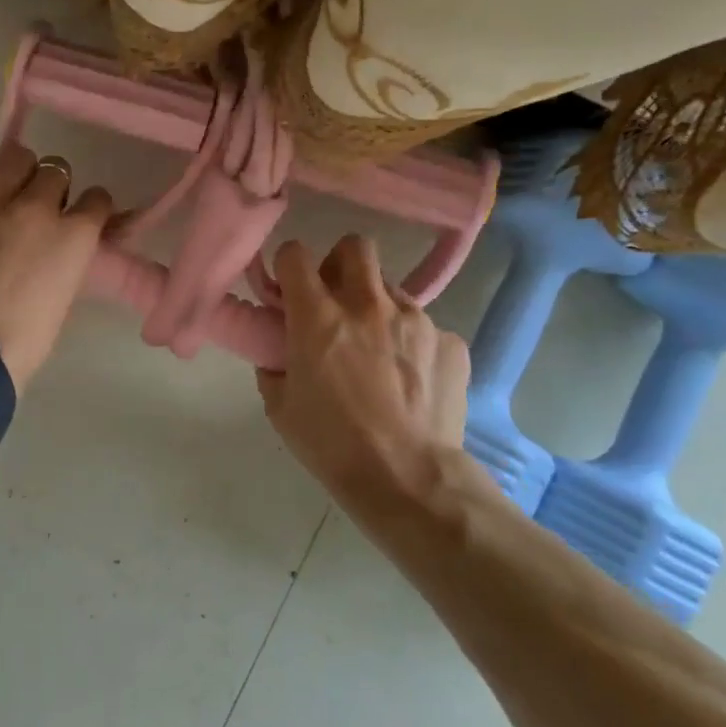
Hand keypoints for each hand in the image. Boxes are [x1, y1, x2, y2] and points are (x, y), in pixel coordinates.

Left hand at [0, 142, 113, 387]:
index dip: (90, 207)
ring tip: (6, 196)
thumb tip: (65, 239)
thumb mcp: (65, 292)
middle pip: (55, 169)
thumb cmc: (26, 338)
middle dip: (53, 186)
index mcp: (73, 236)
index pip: (97, 198)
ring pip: (14, 158)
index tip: (80, 217)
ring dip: (17, 175)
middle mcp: (35, 208)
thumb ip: (69, 255)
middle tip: (39, 208)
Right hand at [257, 236, 472, 500]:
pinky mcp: (450, 342)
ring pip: (392, 288)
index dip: (289, 265)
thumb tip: (279, 353)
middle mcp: (367, 304)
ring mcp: (415, 319)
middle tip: (336, 299)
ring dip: (377, 306)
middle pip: (355, 246)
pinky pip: (426, 327)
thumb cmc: (333, 445)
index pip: (296, 254)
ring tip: (378, 350)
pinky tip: (411, 379)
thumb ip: (274, 367)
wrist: (410, 480)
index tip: (290, 289)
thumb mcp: (281, 408)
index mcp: (318, 316)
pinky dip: (413, 343)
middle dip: (340, 263)